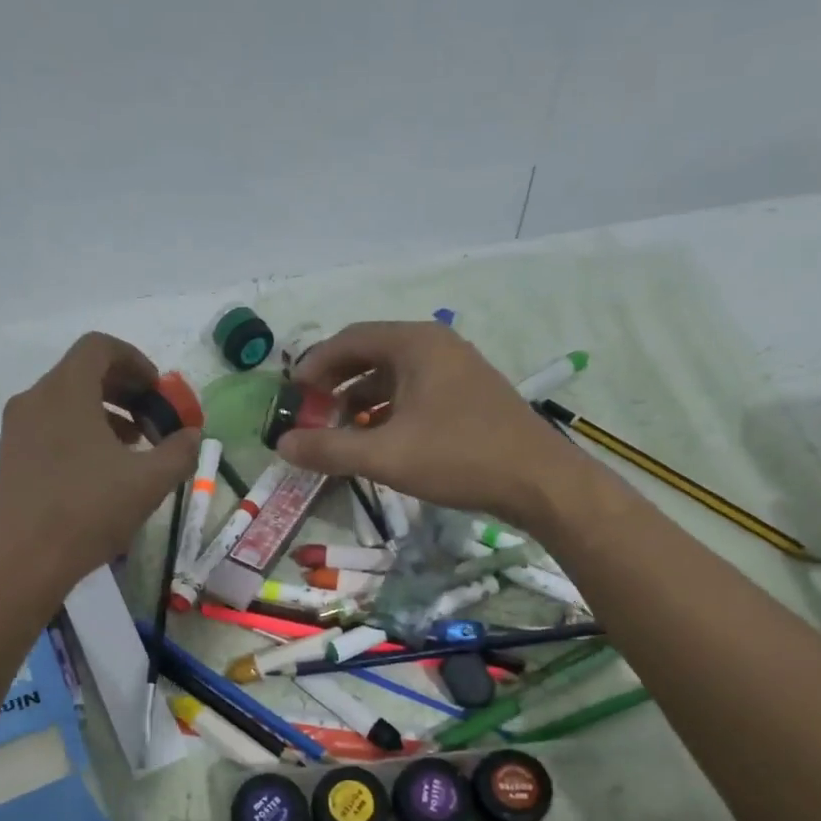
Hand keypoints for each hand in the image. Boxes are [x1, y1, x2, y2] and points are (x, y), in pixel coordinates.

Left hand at [0, 333, 199, 596]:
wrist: (21, 561)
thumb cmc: (88, 511)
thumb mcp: (150, 482)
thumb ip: (180, 451)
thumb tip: (193, 435)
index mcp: (66, 390)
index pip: (100, 347)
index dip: (135, 361)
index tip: (158, 391)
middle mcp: (35, 398)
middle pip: (83, 372)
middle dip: (124, 389)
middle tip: (152, 419)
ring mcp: (17, 428)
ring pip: (66, 401)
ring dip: (104, 413)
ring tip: (133, 447)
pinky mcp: (10, 456)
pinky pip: (50, 425)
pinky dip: (81, 432)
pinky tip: (102, 470)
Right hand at [275, 321, 570, 529]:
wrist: (538, 482)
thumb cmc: (459, 457)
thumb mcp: (385, 455)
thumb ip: (329, 449)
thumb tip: (282, 445)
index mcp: (415, 344)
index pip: (349, 339)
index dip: (314, 366)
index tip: (291, 396)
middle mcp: (435, 346)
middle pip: (370, 353)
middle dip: (335, 383)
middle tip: (310, 413)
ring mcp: (455, 370)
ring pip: (392, 376)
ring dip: (359, 400)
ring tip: (337, 432)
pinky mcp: (467, 396)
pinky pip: (414, 393)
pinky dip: (387, 411)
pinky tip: (377, 440)